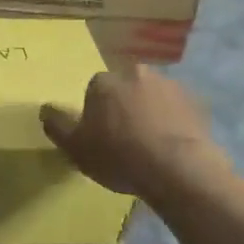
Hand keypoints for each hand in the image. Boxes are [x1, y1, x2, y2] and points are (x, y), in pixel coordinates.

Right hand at [40, 67, 230, 206]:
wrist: (179, 170)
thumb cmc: (119, 156)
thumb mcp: (75, 147)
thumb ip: (56, 125)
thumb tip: (45, 108)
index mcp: (104, 81)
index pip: (94, 90)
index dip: (96, 113)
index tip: (100, 135)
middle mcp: (136, 73)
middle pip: (125, 88)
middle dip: (124, 107)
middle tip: (125, 139)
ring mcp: (170, 86)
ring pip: (153, 97)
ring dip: (150, 113)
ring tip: (151, 146)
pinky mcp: (198, 104)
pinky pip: (178, 111)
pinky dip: (173, 123)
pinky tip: (171, 148)